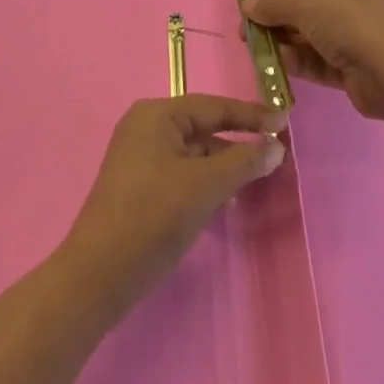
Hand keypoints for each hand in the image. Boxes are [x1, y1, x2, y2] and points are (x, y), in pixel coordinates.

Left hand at [59, 96, 286, 312]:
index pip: (214, 106)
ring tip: (255, 179)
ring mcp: (139, 156)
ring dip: (223, 164)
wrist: (97, 277)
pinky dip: (205, 180)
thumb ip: (244, 161)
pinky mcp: (138, 184)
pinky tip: (225, 199)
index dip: (252, 115)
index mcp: (157, 115)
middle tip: (275, 152)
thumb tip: (276, 145)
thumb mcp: (205, 186)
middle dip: (238, 141)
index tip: (286, 120)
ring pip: (193, 152)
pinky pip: (181, 171)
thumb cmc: (153, 218)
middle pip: (203, 127)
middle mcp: (145, 127)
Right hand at [242, 0, 383, 119]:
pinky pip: (320, 62)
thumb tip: (247, 4)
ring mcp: (357, 38)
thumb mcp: (307, 5)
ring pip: (312, 38)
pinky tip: (275, 67)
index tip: (249, 8)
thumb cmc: (350, 21)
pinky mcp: (354, 69)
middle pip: (307, 11)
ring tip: (254, 51)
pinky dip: (299, 63)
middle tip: (247, 35)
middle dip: (277, 21)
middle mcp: (355, 4)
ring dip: (285, 44)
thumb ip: (274, 5)